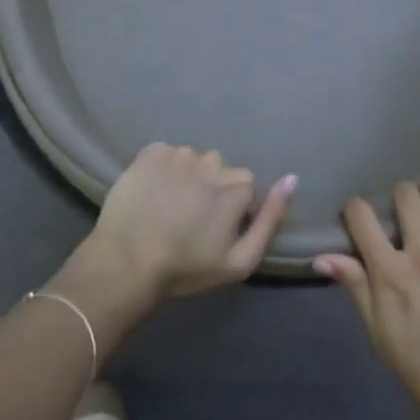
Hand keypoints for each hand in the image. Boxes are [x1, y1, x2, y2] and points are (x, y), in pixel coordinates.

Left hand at [88, 143, 295, 302]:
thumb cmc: (187, 267)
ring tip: (168, 208)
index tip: (215, 231)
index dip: (232, 210)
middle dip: (211, 189)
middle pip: (219, 170)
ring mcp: (179, 153)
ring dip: (186, 178)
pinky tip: (152, 194)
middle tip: (190, 220)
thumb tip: (292, 178)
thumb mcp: (241, 260)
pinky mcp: (150, 152)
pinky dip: (162, 169)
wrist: (127, 262)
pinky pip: (165, 155)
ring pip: (192, 161)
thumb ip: (271, 219)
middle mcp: (212, 160)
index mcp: (237, 184)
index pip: (245, 188)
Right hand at [314, 175, 419, 419]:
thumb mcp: (375, 328)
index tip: (354, 211)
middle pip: (406, 200)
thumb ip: (353, 285)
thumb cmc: (414, 363)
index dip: (354, 207)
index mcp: (389, 268)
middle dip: (399, 192)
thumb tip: (321, 256)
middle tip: (400, 200)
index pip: (362, 218)